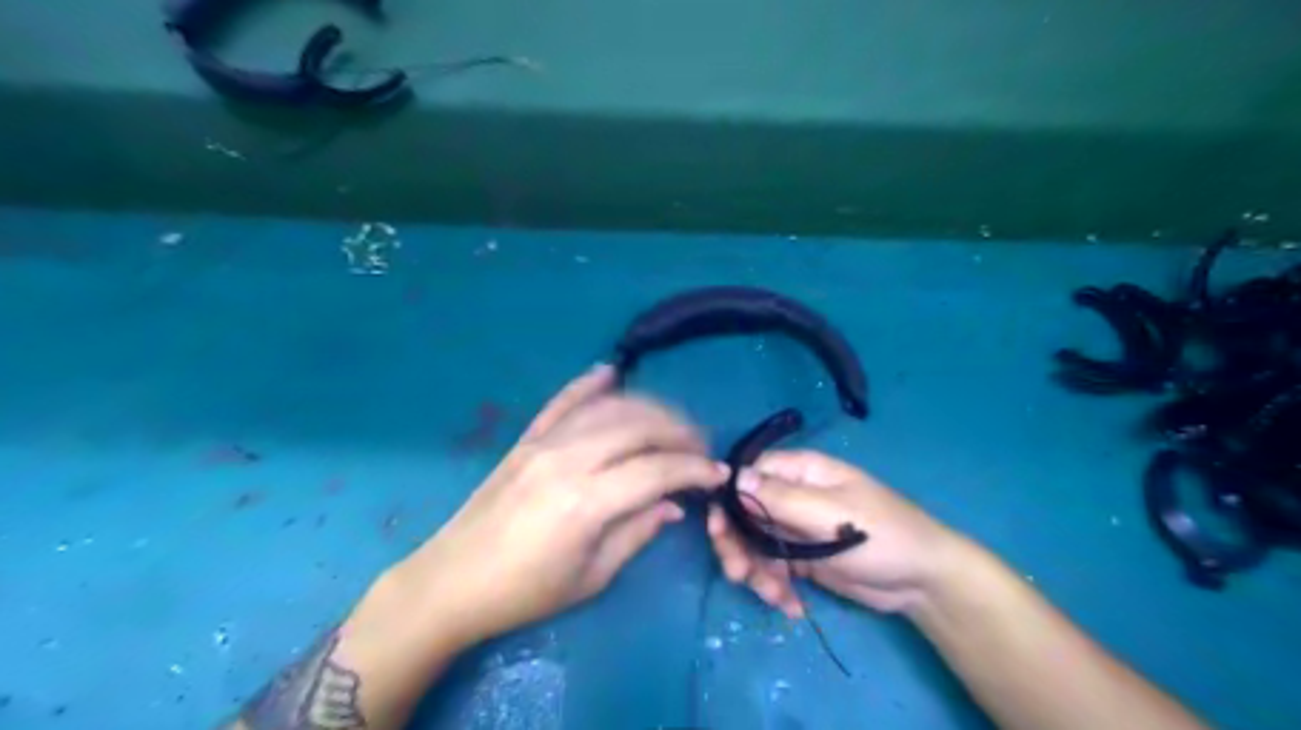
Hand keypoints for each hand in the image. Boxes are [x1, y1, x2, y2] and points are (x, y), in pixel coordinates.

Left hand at [397, 364, 729, 643]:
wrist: (452, 581)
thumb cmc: (525, 592)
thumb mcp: (591, 576)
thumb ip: (637, 532)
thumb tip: (673, 505)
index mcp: (586, 502)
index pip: (656, 469)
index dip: (694, 469)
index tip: (718, 474)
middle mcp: (568, 459)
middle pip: (638, 426)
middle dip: (679, 432)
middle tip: (701, 448)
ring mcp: (544, 443)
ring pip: (608, 408)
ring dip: (648, 409)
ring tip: (673, 424)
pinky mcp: (526, 439)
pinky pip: (562, 402)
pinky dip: (589, 385)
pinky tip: (611, 373)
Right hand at [708, 450, 970, 615]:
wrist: (922, 581)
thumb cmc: (881, 535)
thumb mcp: (829, 513)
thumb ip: (779, 497)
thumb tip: (732, 477)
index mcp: (801, 472)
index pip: (749, 474)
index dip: (728, 498)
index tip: (718, 528)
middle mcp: (792, 496)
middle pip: (744, 512)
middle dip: (737, 544)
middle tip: (738, 573)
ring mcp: (795, 528)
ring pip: (754, 543)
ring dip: (756, 572)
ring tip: (773, 597)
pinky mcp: (801, 558)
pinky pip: (772, 567)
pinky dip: (774, 587)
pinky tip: (791, 607)